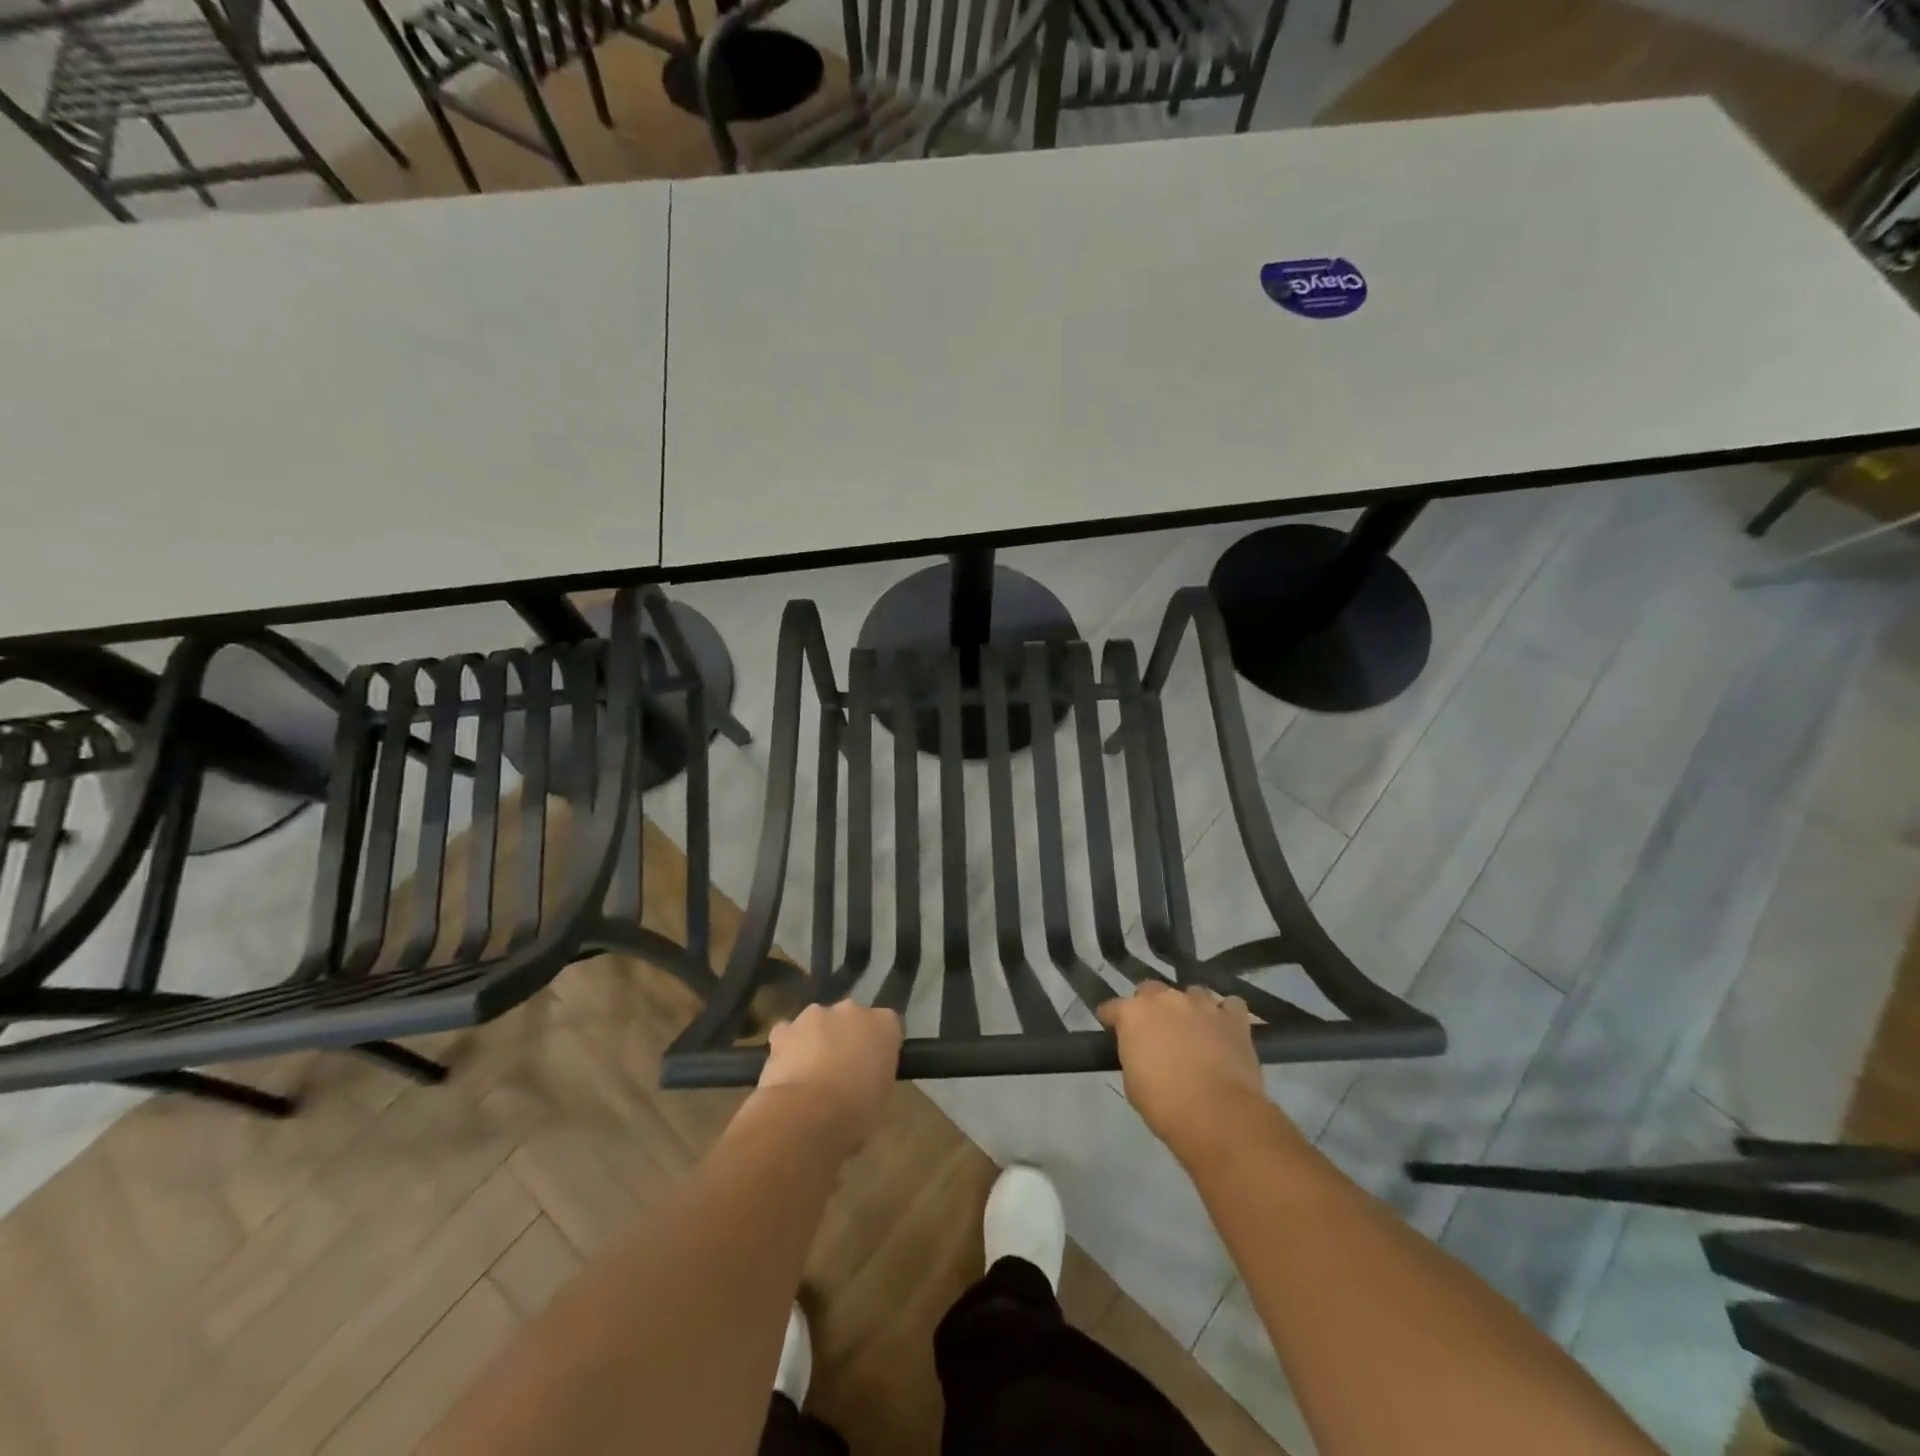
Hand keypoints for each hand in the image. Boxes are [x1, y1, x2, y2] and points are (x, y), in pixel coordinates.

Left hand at [753, 1001, 902, 1153]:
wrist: (809, 1115)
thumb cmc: (856, 1113)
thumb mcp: (882, 1098)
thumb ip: (876, 1075)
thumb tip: (864, 1080)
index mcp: (885, 1024)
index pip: (887, 1026)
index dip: (878, 1047)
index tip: (872, 1069)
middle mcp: (852, 1009)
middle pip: (850, 1018)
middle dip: (845, 1038)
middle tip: (841, 1072)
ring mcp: (816, 1015)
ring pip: (817, 1023)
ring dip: (816, 1041)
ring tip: (809, 1077)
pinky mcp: (784, 1029)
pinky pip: (787, 1034)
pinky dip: (787, 1049)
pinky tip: (786, 1074)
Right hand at [1099, 982, 1268, 1157]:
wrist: (1217, 1115)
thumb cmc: (1165, 1104)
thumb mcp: (1132, 1083)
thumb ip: (1134, 1055)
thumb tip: (1143, 1051)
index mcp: (1134, 1014)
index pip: (1113, 1007)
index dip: (1111, 1018)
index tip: (1110, 1026)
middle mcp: (1166, 999)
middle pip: (1152, 990)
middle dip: (1151, 1006)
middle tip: (1155, 1030)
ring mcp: (1202, 1005)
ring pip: (1192, 993)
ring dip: (1189, 1008)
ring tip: (1194, 1029)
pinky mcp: (1233, 1019)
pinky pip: (1231, 1006)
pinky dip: (1227, 1014)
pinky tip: (1225, 1029)